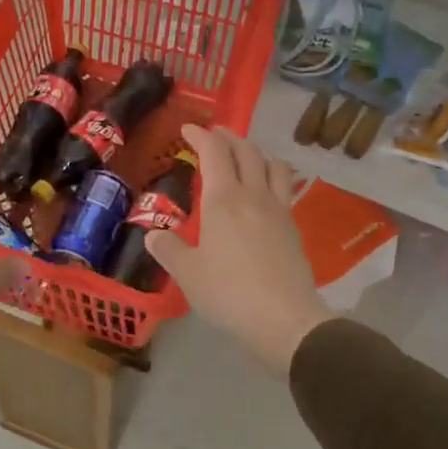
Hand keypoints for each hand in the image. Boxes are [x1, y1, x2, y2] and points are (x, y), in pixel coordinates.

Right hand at [146, 123, 331, 372]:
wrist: (285, 319)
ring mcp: (279, 210)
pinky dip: (272, 177)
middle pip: (247, 151)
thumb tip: (153, 235)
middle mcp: (253, 195)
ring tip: (246, 157)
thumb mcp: (188, 274)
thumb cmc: (228, 293)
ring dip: (257, 153)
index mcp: (223, 199)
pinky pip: (285, 189)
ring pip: (273, 165)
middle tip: (216, 135)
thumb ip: (169, 250)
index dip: (201, 135)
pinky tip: (265, 193)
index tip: (189, 129)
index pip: (214, 152)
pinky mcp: (293, 229)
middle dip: (229, 137)